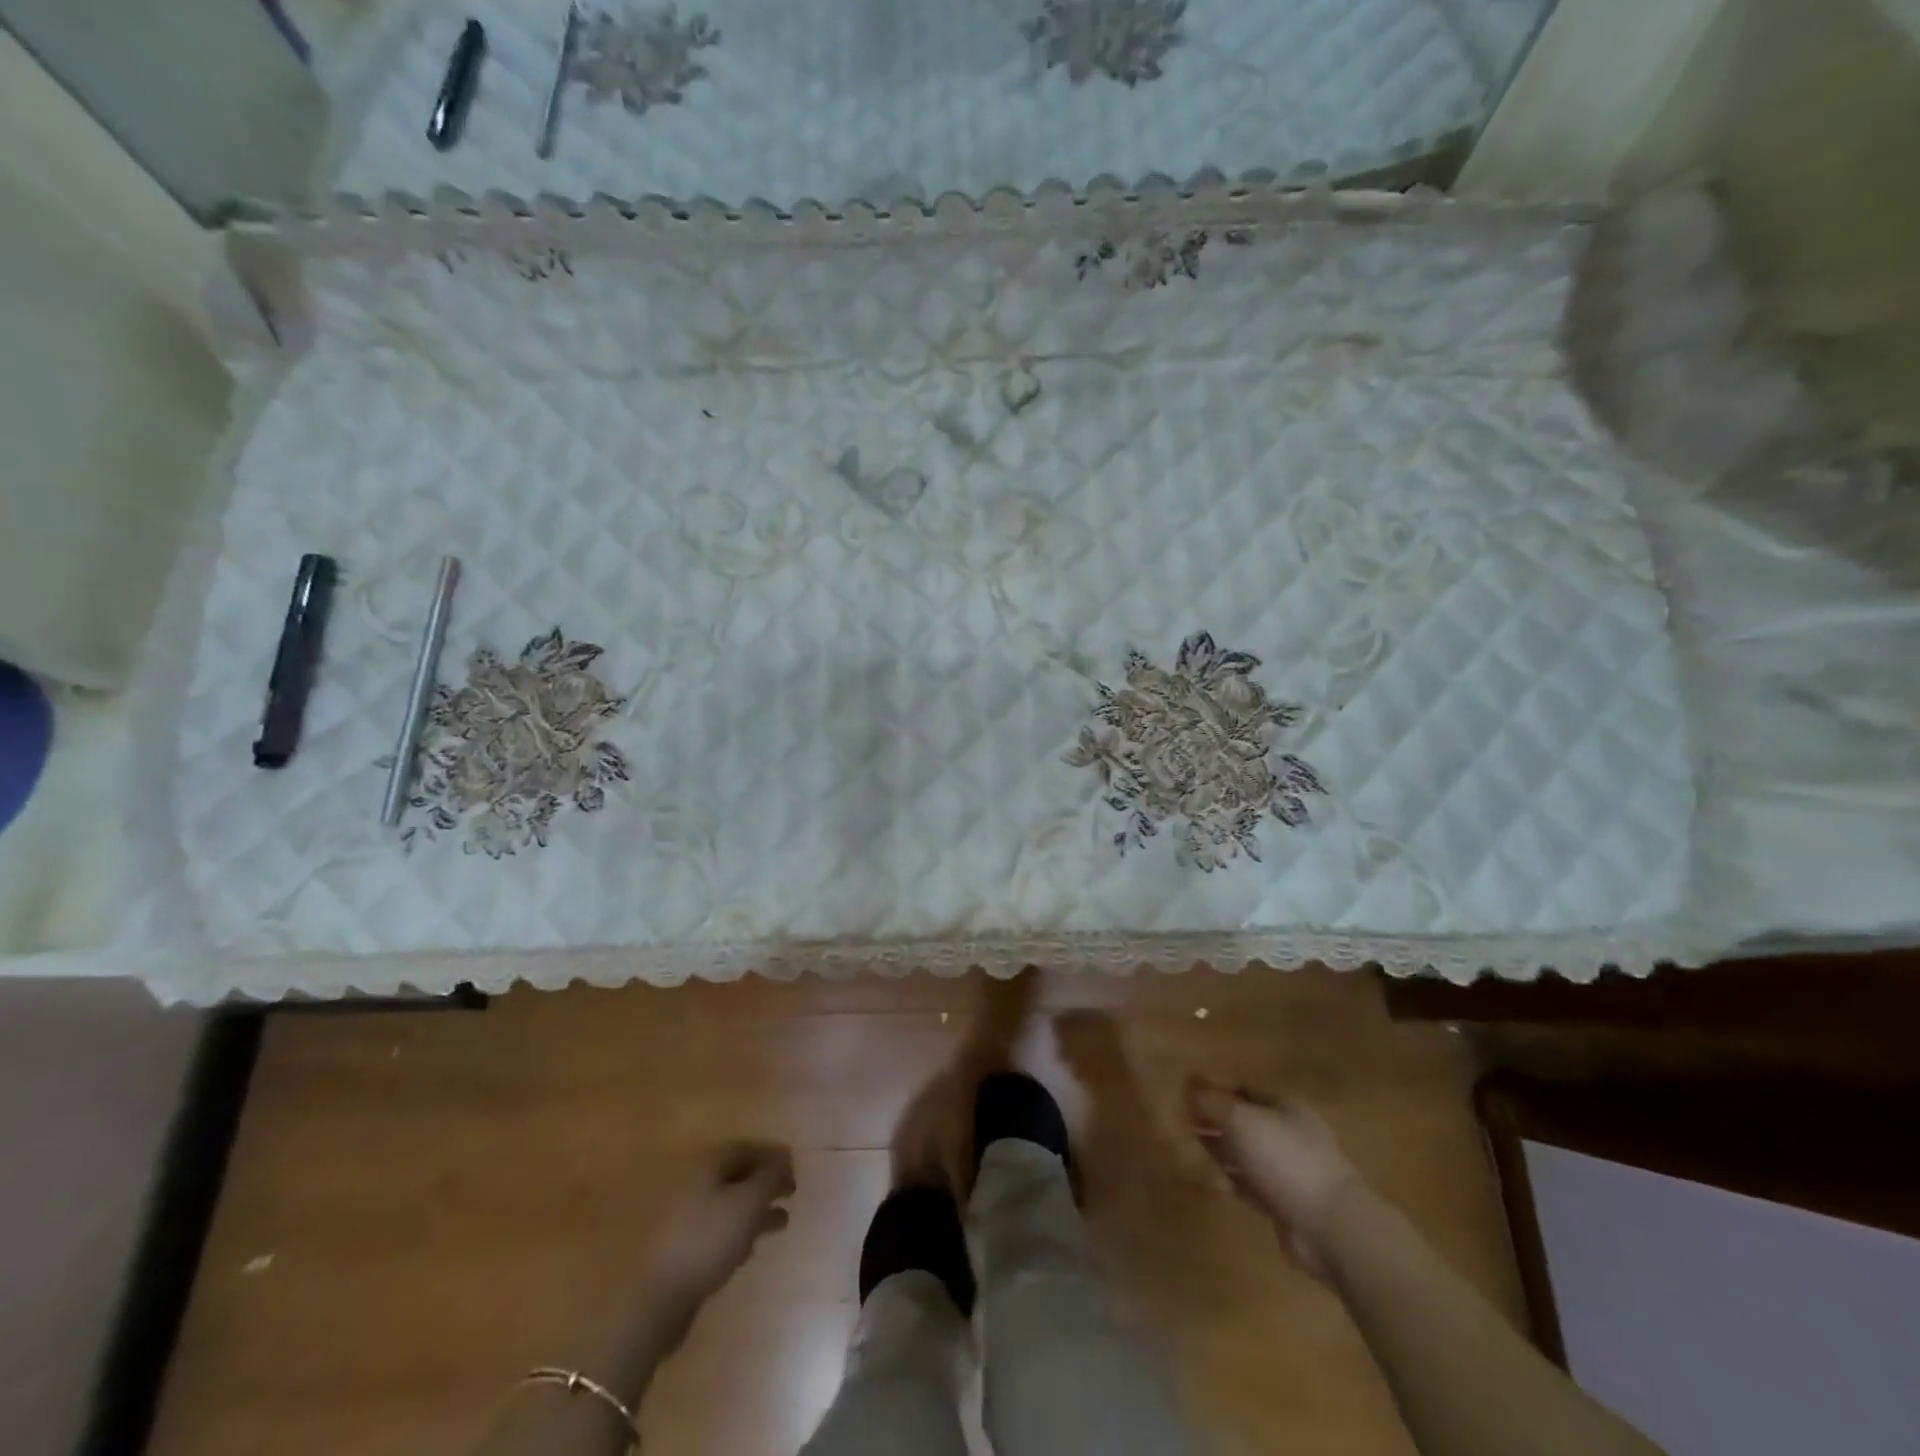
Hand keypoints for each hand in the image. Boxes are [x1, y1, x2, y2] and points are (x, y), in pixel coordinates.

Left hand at [645, 1142, 795, 1305]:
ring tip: (782, 1222)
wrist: (661, 1297)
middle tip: (791, 1193)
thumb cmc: (709, 1239)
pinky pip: (718, 1229)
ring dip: (756, 1210)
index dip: (772, 1155)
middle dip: (766, 1183)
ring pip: (729, 1204)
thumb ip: (771, 1176)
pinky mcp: (684, 1247)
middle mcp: (695, 1183)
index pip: (746, 1148)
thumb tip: (785, 1157)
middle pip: (737, 1175)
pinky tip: (752, 1247)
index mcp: (708, 1165)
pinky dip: (739, 1231)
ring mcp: (686, 1216)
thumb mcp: (749, 1202)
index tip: (795, 1168)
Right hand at [1185, 1077, 1362, 1279]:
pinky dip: (1230, 1181)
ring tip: (1189, 1154)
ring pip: (1243, 1154)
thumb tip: (1188, 1088)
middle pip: (1241, 1122)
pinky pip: (1248, 1184)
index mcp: (1283, 1105)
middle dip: (1213, 1123)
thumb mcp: (1241, 1120)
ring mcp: (1287, 1169)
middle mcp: (1286, 1133)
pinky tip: (1211, 1182)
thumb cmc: (1285, 1159)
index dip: (1214, 1090)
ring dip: (1218, 1153)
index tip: (1184, 1096)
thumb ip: (1211, 1102)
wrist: (1330, 1226)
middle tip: (1181, 1127)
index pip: (1242, 1089)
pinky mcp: (1282, 1202)